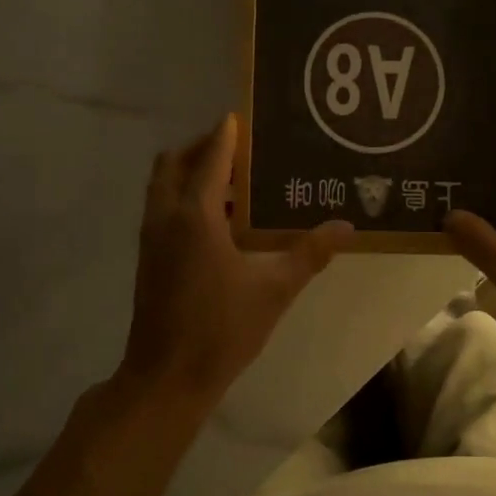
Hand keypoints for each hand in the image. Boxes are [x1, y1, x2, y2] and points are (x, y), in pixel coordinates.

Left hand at [120, 115, 352, 398]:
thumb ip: (310, 254)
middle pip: (174, 164)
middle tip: (236, 148)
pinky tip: (219, 222)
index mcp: (195, 217)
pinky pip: (163, 209)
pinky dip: (184, 198)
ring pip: (163, 187)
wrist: (167, 378)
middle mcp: (166, 218)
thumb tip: (347, 226)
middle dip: (200, 148)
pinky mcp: (149, 259)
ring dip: (190, 173)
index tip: (240, 117)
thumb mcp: (275, 290)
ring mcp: (152, 239)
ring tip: (232, 181)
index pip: (210, 159)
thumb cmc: (222, 329)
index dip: (225, 135)